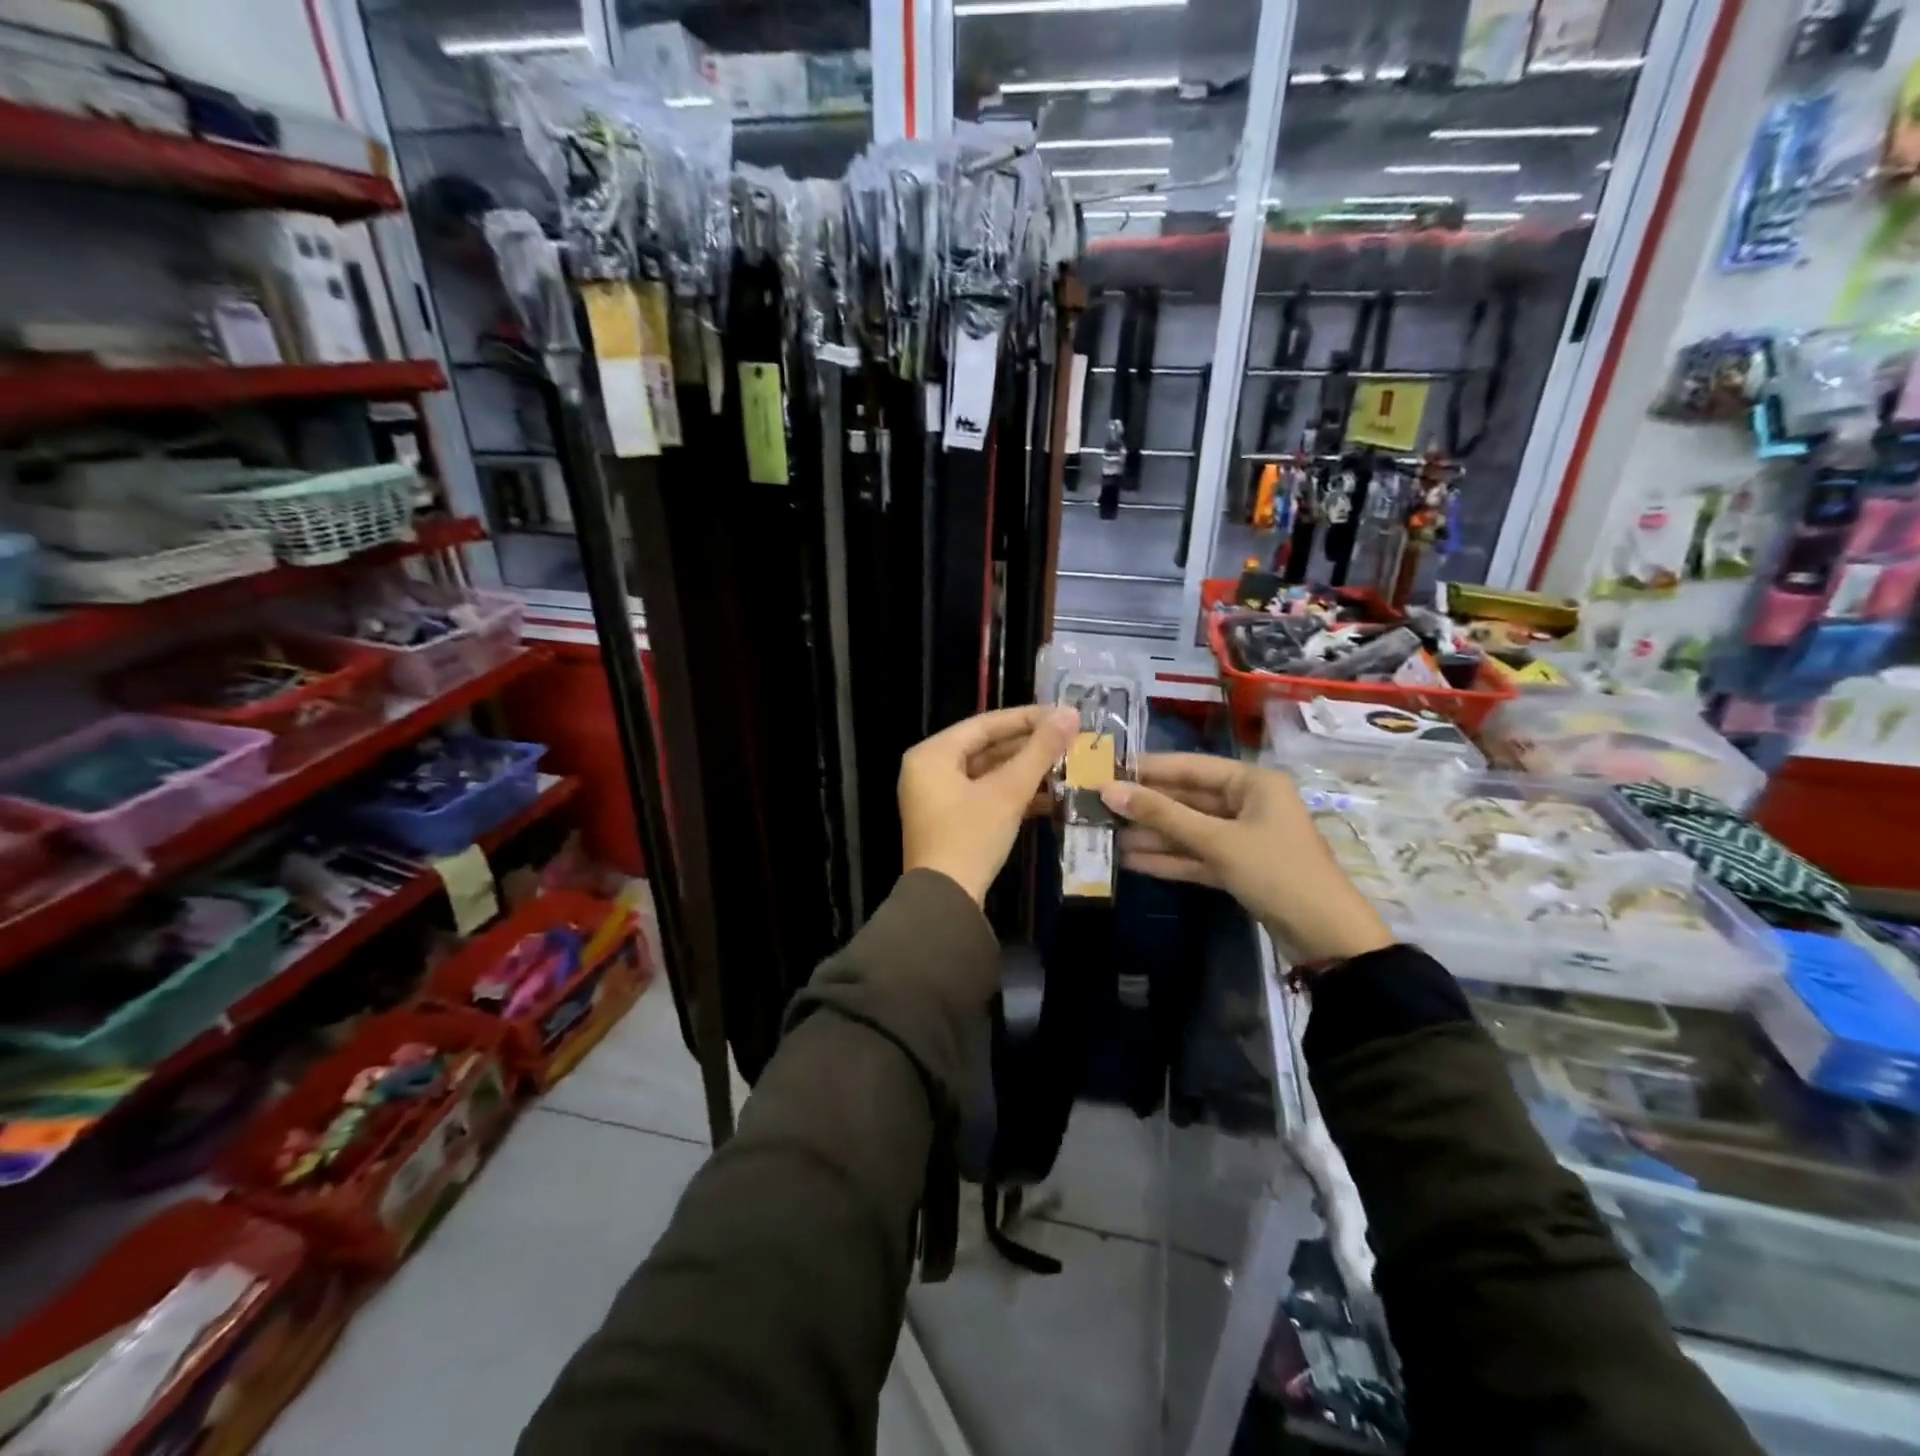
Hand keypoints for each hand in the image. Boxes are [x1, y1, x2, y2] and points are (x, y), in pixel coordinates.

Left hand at [900, 705, 1080, 905]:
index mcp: (932, 754)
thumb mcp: (1008, 792)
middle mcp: (929, 770)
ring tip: (1066, 765)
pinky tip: (1051, 797)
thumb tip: (1070, 714)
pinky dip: (1013, 795)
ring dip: (1025, 772)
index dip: (1027, 718)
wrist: (946, 902)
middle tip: (1069, 740)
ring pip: (988, 773)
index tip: (1063, 715)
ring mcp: (937, 797)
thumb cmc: (971, 837)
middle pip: (986, 747)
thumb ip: (1039, 751)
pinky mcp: (950, 821)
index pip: (985, 724)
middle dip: (1029, 746)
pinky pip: (984, 795)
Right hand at [1101, 754, 1391, 964]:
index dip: (1148, 769)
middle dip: (1146, 807)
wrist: (1326, 937)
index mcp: (1253, 783)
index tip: (1107, 770)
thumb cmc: (1276, 872)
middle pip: (1187, 799)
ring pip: (1188, 830)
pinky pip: (1196, 855)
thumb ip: (1162, 815)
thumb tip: (1109, 791)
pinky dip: (1168, 858)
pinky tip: (1130, 860)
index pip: (1190, 767)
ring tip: (1105, 836)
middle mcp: (1248, 803)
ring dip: (1151, 835)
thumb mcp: (1217, 841)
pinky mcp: (1238, 867)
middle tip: (1098, 806)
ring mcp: (1242, 837)